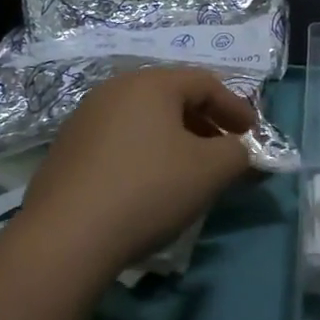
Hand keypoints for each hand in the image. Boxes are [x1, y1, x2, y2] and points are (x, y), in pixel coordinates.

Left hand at [18, 67, 256, 278]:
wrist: (66, 236)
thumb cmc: (148, 190)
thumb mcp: (210, 171)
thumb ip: (237, 154)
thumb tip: (241, 151)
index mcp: (151, 83)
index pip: (205, 83)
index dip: (236, 107)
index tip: (253, 135)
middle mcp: (115, 89)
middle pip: (172, 97)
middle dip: (206, 123)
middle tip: (225, 151)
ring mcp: (85, 118)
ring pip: (144, 119)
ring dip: (175, 139)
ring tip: (190, 171)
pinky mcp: (67, 149)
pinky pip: (119, 140)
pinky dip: (144, 153)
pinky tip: (149, 184)